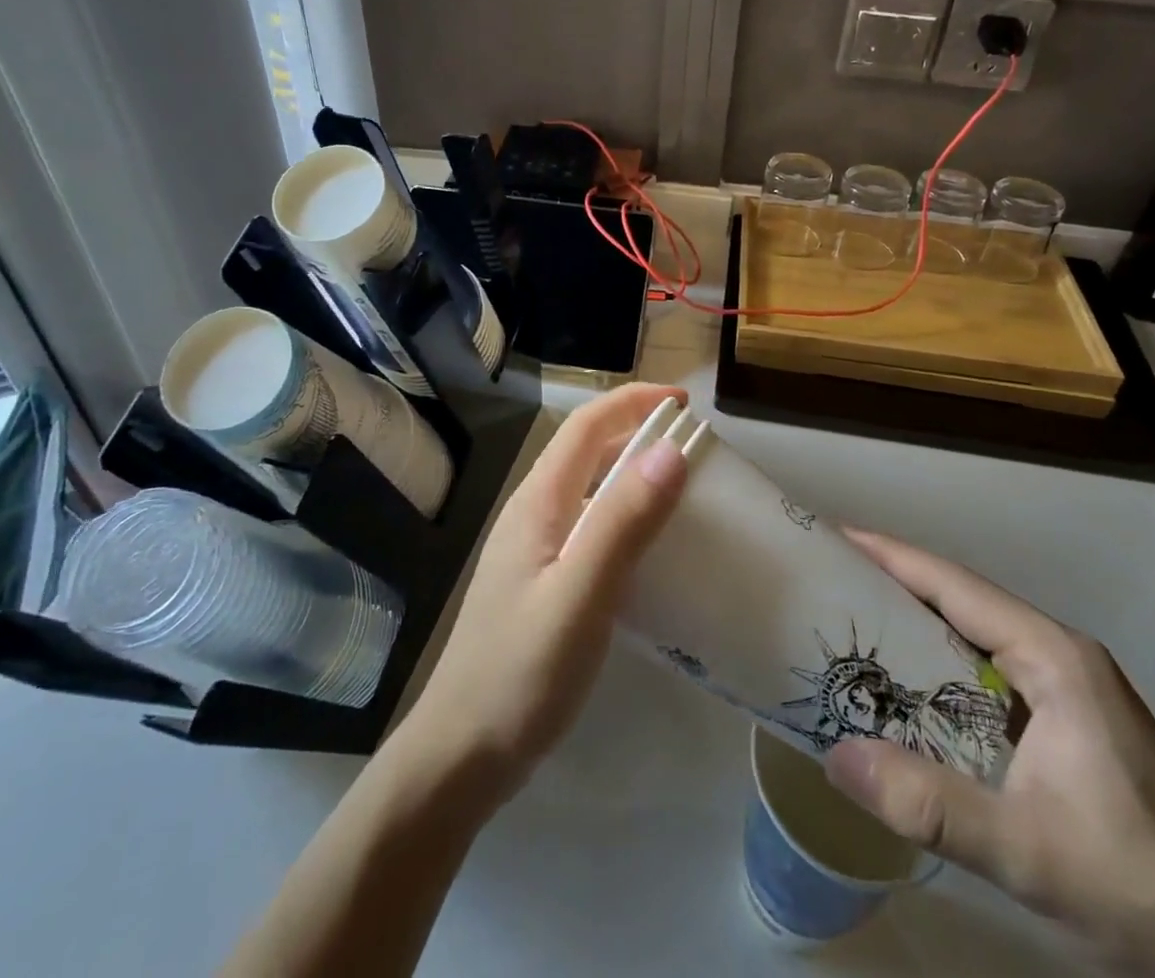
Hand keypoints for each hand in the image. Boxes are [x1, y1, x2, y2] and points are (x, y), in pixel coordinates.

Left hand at [391, 383, 688, 807]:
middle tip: (693, 446)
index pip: (586, 426)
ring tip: (680, 488)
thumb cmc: (521, 672)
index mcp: (538, 502)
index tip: (684, 403)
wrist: (462, 752)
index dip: (633, 402)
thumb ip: (624, 522)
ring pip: (587, 488)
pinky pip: (588, 525)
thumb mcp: (581, 595)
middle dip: (636, 432)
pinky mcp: (540, 580)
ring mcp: (533, 548)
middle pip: (585, 450)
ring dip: (630, 473)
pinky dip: (622, 515)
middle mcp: (532, 512)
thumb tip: (672, 450)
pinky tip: (648, 549)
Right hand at [824, 531, 1154, 977]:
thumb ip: (931, 804)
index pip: (956, 585)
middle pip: (961, 598)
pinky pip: (985, 667)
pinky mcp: (1065, 720)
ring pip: (973, 632)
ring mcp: (1066, 687)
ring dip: (914, 620)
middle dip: (893, 581)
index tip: (836, 536)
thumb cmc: (1137, 888)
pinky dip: (937, 661)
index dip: (892, 556)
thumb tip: (835, 756)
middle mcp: (1059, 655)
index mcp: (1054, 657)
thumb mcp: (1027, 852)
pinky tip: (905, 683)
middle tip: (829, 578)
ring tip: (851, 619)